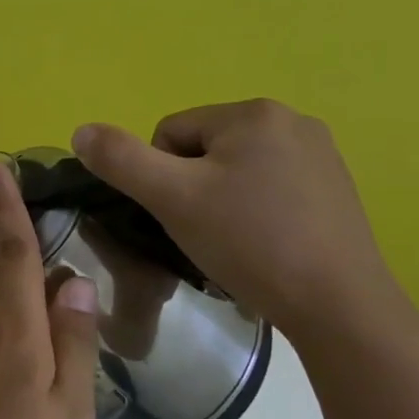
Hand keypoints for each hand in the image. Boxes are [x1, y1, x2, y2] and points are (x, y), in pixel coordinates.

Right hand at [71, 100, 403, 341]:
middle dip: (191, 188)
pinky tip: (262, 244)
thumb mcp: (171, 198)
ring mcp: (320, 154)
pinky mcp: (335, 188)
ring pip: (234, 170)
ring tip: (232, 241)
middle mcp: (292, 120)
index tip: (179, 215)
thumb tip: (81, 130)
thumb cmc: (248, 242)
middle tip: (203, 231)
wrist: (338, 305)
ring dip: (219, 200)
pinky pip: (268, 188)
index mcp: (253, 113)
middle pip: (202, 149)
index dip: (159, 177)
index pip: (169, 133)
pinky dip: (253, 212)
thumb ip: (120, 159)